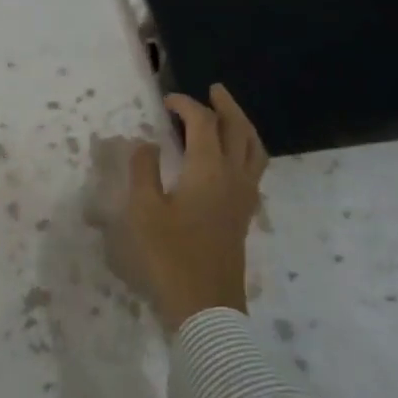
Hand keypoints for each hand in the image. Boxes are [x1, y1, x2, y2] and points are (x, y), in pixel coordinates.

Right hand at [118, 84, 267, 333]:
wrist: (206, 306)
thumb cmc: (170, 255)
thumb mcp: (144, 210)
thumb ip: (143, 170)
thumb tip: (146, 143)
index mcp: (209, 170)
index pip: (203, 123)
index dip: (186, 105)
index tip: (166, 101)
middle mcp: (233, 177)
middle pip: (239, 130)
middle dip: (226, 106)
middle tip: (213, 90)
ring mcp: (244, 197)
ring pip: (254, 149)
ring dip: (242, 126)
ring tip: (228, 116)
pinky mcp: (244, 214)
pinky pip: (254, 168)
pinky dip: (246, 150)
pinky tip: (230, 158)